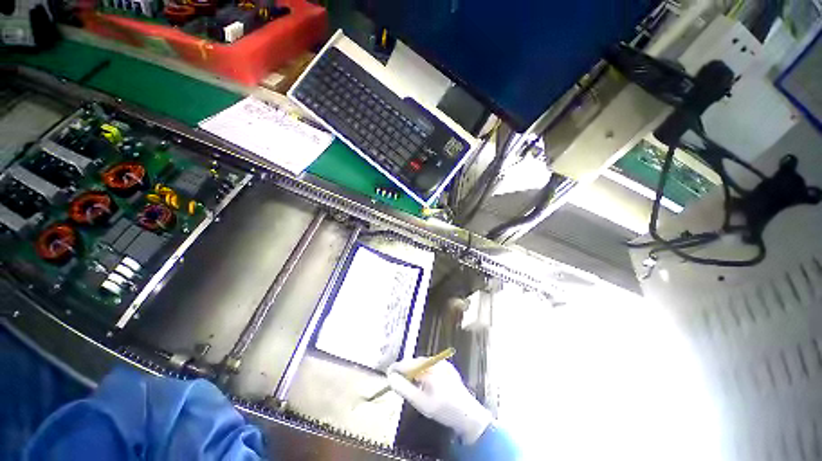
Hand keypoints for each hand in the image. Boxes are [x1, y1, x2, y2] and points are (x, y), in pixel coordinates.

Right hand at [387, 357, 492, 443]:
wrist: (468, 415)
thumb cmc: (443, 410)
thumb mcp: (421, 403)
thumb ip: (404, 389)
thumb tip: (391, 377)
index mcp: (430, 368)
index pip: (409, 364)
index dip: (397, 368)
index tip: (388, 373)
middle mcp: (437, 361)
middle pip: (416, 362)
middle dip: (406, 370)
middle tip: (398, 380)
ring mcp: (444, 363)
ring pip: (423, 364)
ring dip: (415, 371)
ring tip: (411, 383)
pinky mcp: (448, 367)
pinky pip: (431, 366)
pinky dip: (424, 372)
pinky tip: (424, 383)